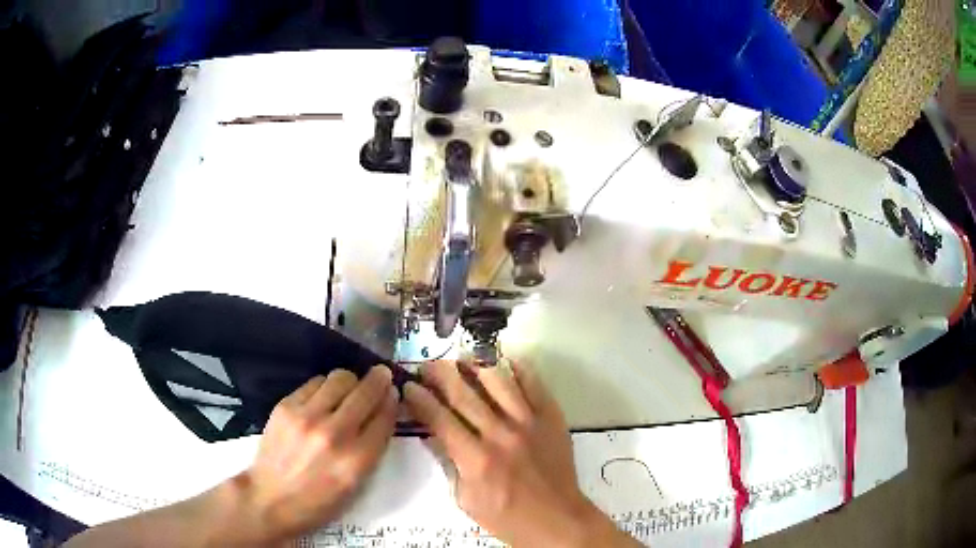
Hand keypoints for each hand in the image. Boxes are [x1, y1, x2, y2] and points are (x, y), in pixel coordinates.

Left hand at [234, 366, 397, 542]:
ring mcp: (307, 417)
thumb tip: (381, 415)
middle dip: (379, 380)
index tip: (393, 393)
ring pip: (340, 378)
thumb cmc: (318, 502)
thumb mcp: (356, 485)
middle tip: (380, 375)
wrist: (270, 499)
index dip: (392, 401)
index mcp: (357, 461)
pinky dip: (325, 386)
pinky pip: (315, 382)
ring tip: (348, 389)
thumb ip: (372, 450)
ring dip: (351, 381)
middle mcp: (335, 434)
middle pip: (366, 392)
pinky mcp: (286, 406)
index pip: (384, 418)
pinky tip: (323, 397)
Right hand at [403, 361, 638, 547]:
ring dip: (474, 364)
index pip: (439, 418)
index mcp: (475, 459)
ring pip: (498, 380)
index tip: (409, 386)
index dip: (420, 398)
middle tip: (428, 365)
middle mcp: (501, 434)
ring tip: (461, 358)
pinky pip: (533, 383)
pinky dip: (516, 368)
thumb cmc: (506, 517)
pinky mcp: (551, 417)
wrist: (557, 520)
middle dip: (439, 373)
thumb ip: (448, 463)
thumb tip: (432, 432)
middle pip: (464, 393)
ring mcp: (529, 422)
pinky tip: (502, 361)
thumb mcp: (465, 499)